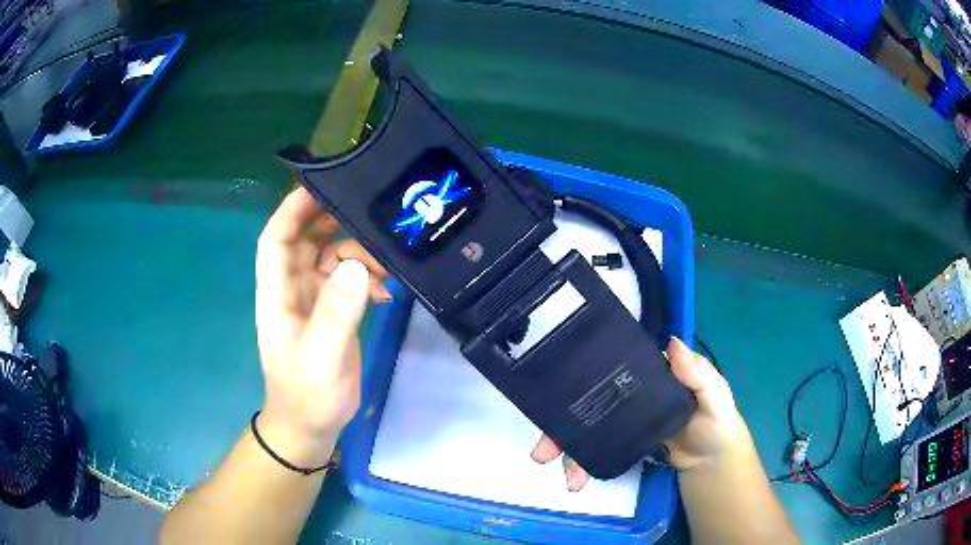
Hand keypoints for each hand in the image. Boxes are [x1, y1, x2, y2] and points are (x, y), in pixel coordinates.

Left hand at [254, 188, 387, 466]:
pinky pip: (348, 281)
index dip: (292, 209)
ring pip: (331, 257)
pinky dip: (367, 278)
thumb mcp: (321, 357)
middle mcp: (292, 289)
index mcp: (278, 293)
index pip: (277, 239)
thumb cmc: (307, 395)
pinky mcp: (332, 313)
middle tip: (368, 208)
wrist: (311, 427)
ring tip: (387, 261)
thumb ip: (336, 313)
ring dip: (357, 252)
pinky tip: (387, 291)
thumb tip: (358, 267)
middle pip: (306, 239)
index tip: (320, 186)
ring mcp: (313, 300)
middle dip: (331, 220)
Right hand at [531, 337, 740, 490]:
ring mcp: (619, 420)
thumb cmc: (715, 420)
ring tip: (568, 476)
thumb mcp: (715, 393)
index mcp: (646, 373)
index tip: (552, 390)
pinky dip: (580, 463)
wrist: (711, 460)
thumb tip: (672, 344)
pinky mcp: (618, 443)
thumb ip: (699, 374)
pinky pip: (592, 449)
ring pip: (582, 427)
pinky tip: (576, 479)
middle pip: (584, 400)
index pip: (607, 366)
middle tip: (543, 451)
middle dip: (558, 423)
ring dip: (565, 449)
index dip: (579, 374)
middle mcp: (625, 392)